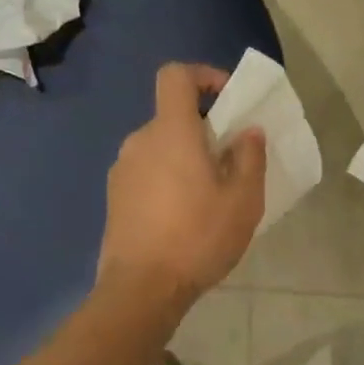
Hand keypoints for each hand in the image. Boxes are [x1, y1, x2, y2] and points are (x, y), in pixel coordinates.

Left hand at [99, 63, 266, 308]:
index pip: (176, 76)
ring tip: (209, 195)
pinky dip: (167, 179)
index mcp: (171, 132)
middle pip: (172, 116)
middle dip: (203, 129)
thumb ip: (249, 158)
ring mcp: (122, 170)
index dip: (203, 76)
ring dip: (185, 158)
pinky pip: (146, 172)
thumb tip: (248, 132)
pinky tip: (183, 217)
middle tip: (229, 161)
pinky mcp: (114, 197)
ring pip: (160, 147)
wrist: (141, 289)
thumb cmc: (197, 237)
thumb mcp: (242, 200)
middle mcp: (140, 141)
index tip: (228, 99)